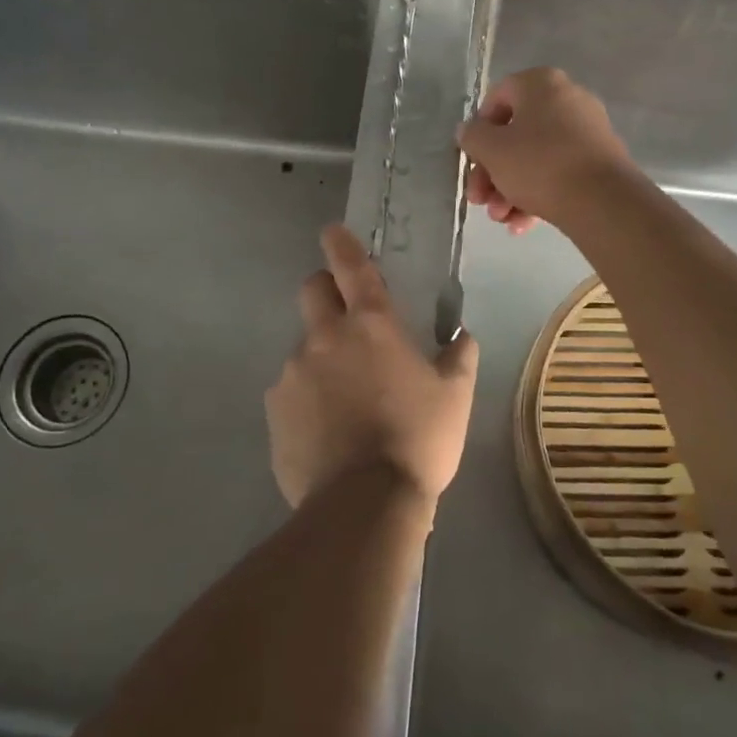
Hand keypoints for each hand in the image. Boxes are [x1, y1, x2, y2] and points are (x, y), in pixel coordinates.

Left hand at [266, 225, 478, 510]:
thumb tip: (462, 335)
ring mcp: (292, 373)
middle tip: (345, 317)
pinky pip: (290, 391)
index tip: (332, 231)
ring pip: (304, 348)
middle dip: (325, 290)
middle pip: (312, 291)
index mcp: (370, 325)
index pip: (351, 267)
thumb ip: (459, 356)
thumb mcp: (454, 396)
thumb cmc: (418, 439)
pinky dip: (307, 399)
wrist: (364, 504)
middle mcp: (324, 338)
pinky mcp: (275, 410)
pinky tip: (326, 431)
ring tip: (345, 401)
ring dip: (322, 358)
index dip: (342, 243)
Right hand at [458, 67, 636, 233]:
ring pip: (535, 158)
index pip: (497, 98)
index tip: (472, 159)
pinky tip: (522, 225)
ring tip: (501, 219)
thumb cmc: (539, 165)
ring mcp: (587, 131)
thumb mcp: (492, 150)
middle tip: (480, 200)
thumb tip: (469, 130)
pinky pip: (558, 172)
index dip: (478, 130)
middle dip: (492, 172)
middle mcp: (567, 99)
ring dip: (510, 190)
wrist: (603, 201)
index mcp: (541, 84)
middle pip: (515, 134)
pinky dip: (537, 195)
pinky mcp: (599, 162)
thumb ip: (473, 136)